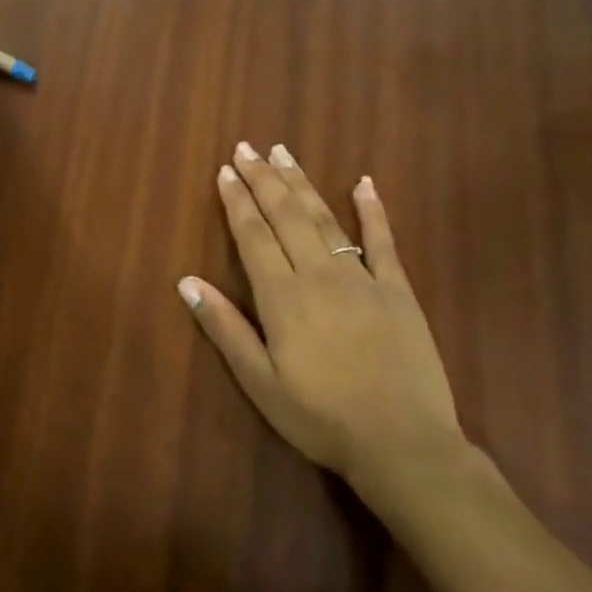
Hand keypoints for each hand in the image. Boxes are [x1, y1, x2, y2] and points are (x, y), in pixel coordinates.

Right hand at [178, 143, 466, 499]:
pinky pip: (384, 241)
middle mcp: (320, 274)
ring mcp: (363, 278)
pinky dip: (373, 210)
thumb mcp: (260, 382)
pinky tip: (363, 183)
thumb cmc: (321, 417)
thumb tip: (187, 281)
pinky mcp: (398, 290)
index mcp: (283, 296)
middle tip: (248, 147)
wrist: (403, 444)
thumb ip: (225, 328)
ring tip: (284, 153)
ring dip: (302, 183)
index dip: (238, 201)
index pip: (253, 235)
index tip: (225, 170)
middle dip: (264, 179)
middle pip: (286, 216)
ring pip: (325, 218)